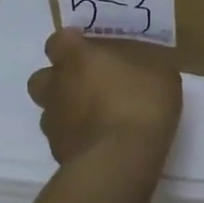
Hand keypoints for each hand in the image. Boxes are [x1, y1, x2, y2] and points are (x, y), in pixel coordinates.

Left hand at [26, 30, 182, 174]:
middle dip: (59, 78)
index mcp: (77, 59)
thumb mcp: (161, 76)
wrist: (119, 162)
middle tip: (88, 83)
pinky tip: (99, 142)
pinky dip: (75, 137)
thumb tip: (142, 70)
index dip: (71, 43)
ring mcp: (53, 122)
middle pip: (42, 76)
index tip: (89, 48)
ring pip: (49, 109)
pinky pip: (62, 138)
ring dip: (66, 110)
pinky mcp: (56, 153)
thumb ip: (143, 68)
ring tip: (95, 117)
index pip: (58, 40)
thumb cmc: (140, 106)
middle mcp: (57, 86)